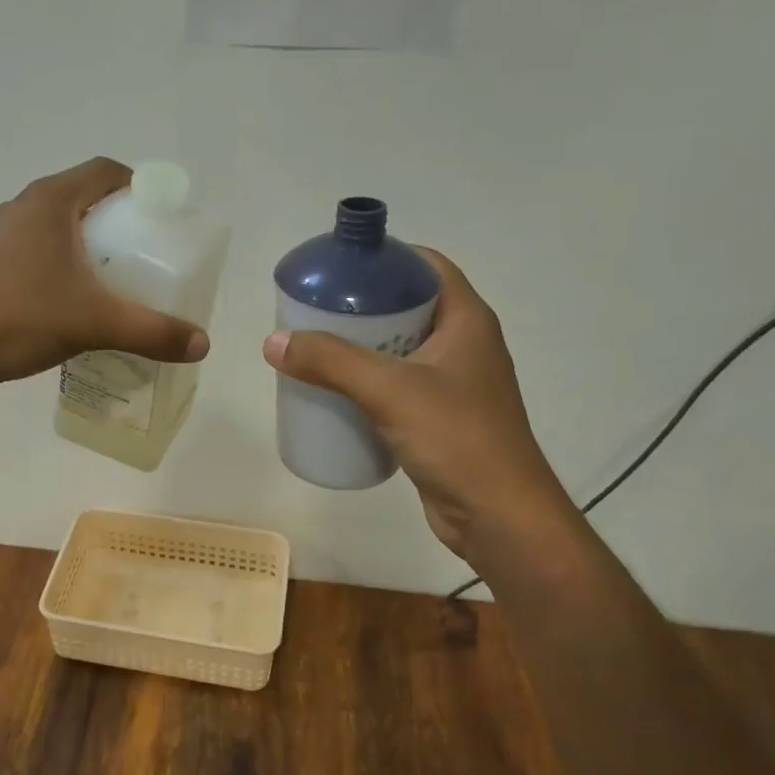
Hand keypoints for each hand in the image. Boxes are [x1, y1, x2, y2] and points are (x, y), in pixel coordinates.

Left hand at [0, 157, 209, 395]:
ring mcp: (3, 239)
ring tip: (122, 288)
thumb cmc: (14, 316)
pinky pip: (42, 260)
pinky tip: (80, 310)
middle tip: (151, 260)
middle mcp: (26, 209)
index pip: (108, 172)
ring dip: (93, 253)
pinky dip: (67, 274)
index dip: (142, 188)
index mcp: (51, 200)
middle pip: (87, 202)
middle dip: (123, 227)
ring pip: (62, 234)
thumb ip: (150, 331)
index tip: (165, 221)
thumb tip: (202, 344)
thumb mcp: (92, 323)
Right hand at [261, 249, 574, 557]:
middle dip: (361, 306)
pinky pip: (397, 387)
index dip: (385, 256)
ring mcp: (453, 384)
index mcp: (467, 320)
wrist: (499, 518)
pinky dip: (367, 383)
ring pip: (399, 350)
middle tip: (314, 310)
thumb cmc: (456, 439)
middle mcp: (464, 345)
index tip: (339, 266)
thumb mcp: (389, 390)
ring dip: (360, 347)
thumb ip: (330, 361)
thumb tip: (274, 340)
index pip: (426, 265)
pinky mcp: (439, 419)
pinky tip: (335, 392)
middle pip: (407, 307)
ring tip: (315, 348)